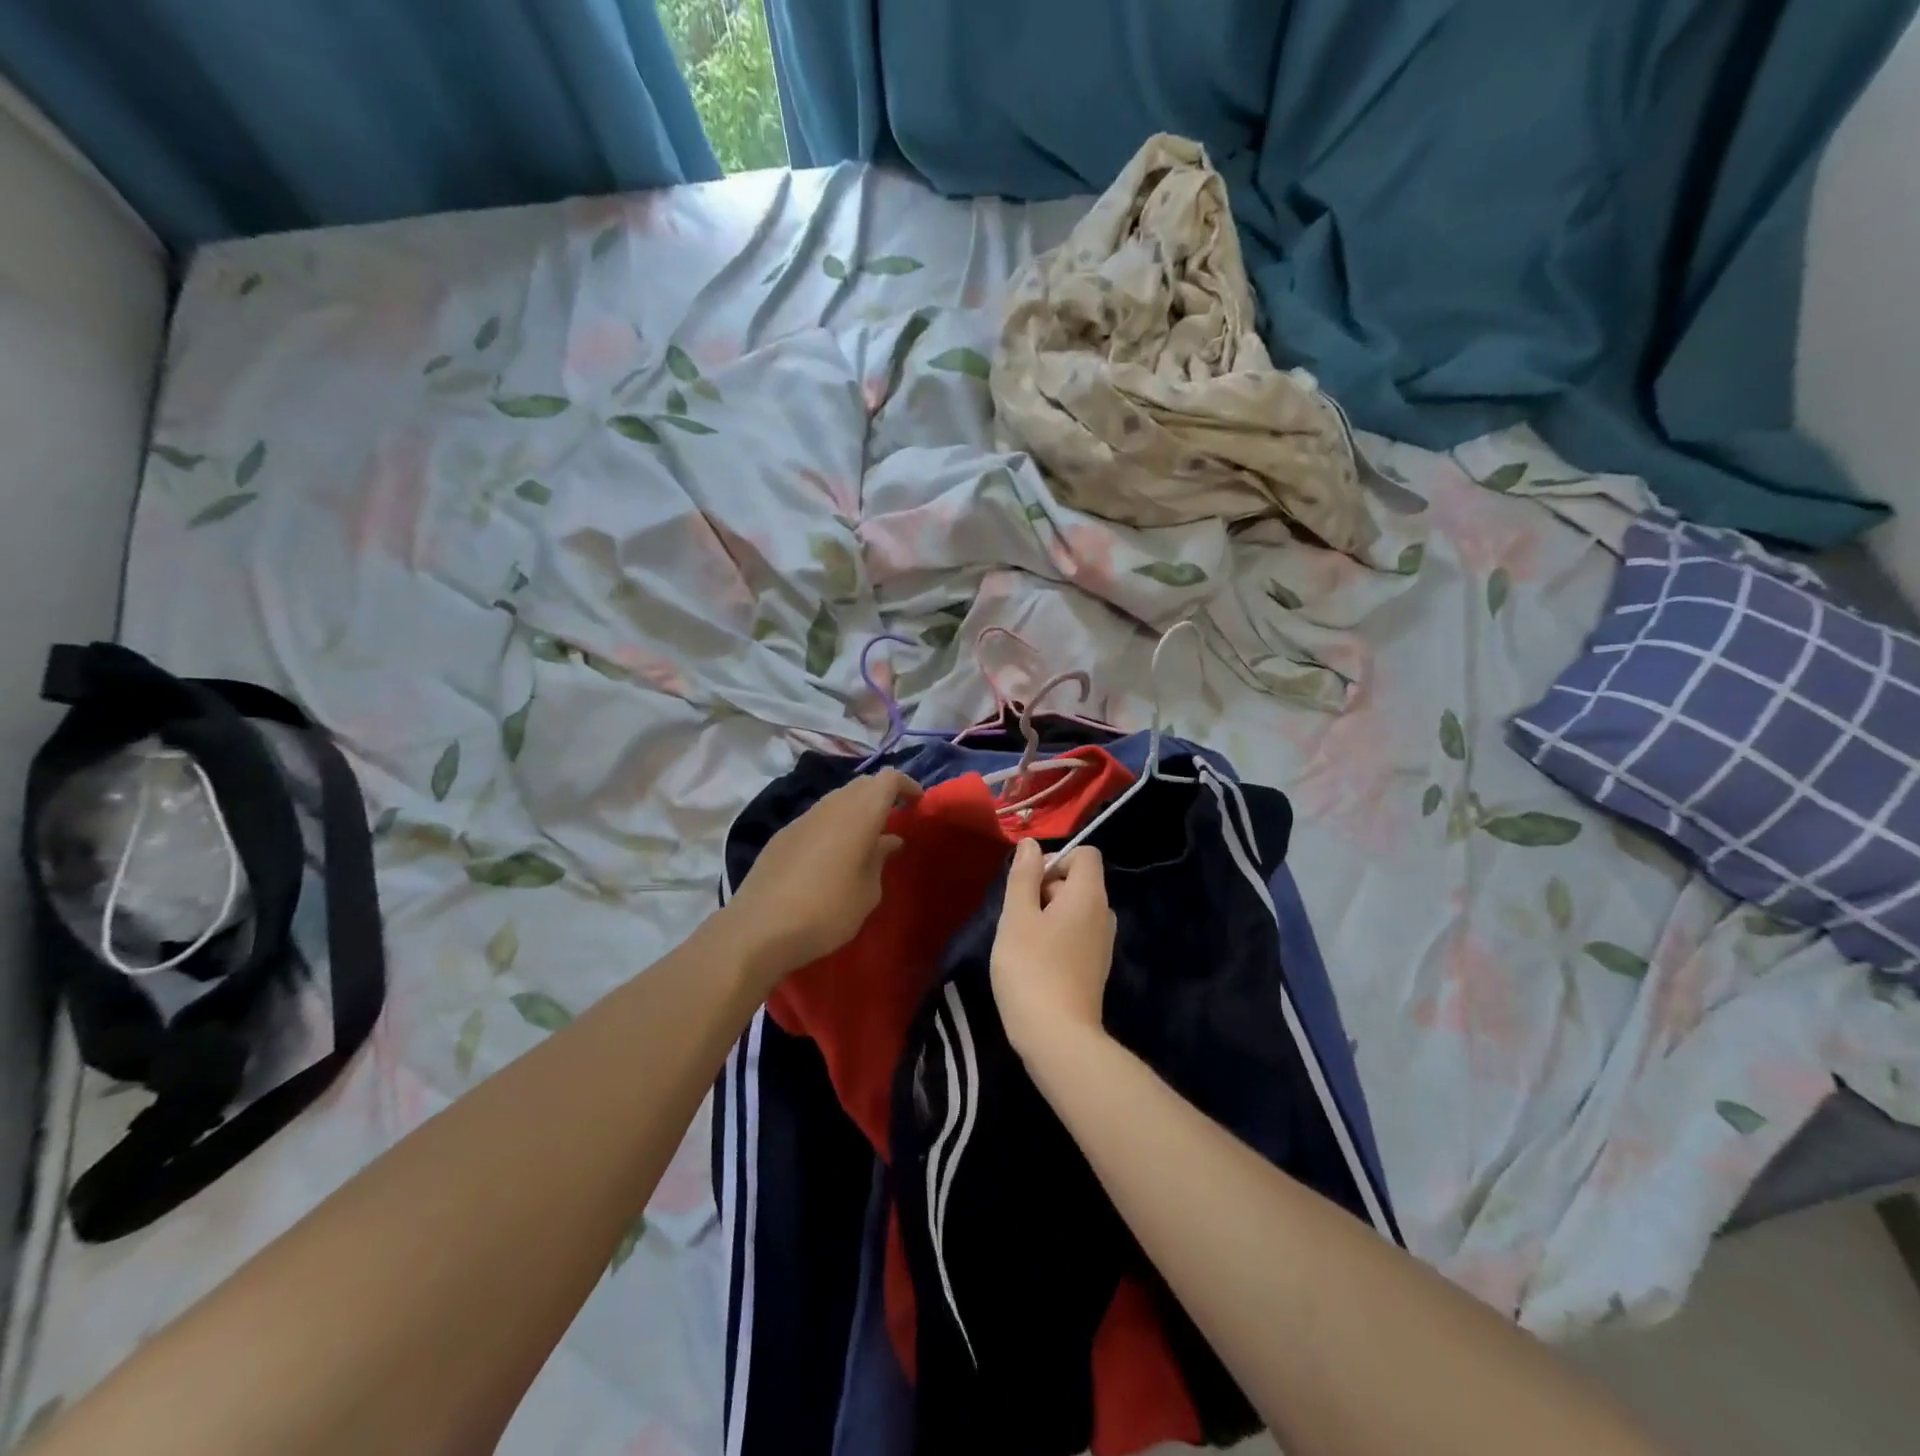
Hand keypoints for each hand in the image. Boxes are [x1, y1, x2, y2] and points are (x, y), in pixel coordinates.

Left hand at [723, 768, 921, 987]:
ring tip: (866, 839)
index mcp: (859, 815)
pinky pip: (817, 817)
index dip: (906, 785)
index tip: (918, 804)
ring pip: (837, 798)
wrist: (759, 929)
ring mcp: (803, 818)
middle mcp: (831, 806)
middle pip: (862, 783)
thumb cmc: (827, 911)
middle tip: (894, 821)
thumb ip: (879, 859)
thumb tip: (888, 840)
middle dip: (882, 794)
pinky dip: (834, 823)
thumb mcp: (867, 892)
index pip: (888, 778)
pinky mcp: (783, 834)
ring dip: (856, 809)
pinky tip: (833, 854)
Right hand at [991, 841, 1116, 1057]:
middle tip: (1019, 918)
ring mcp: (1103, 944)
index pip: (1086, 854)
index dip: (1056, 859)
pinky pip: (1077, 935)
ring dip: (1048, 916)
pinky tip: (1036, 963)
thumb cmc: (1031, 969)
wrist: (1057, 1037)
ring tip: (1024, 942)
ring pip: (1075, 910)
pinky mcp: (1096, 968)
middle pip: (1078, 882)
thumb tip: (1032, 845)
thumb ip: (1024, 876)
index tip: (1030, 885)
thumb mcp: (1017, 917)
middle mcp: (1104, 914)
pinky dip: (1057, 938)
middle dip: (1047, 889)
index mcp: (1089, 895)